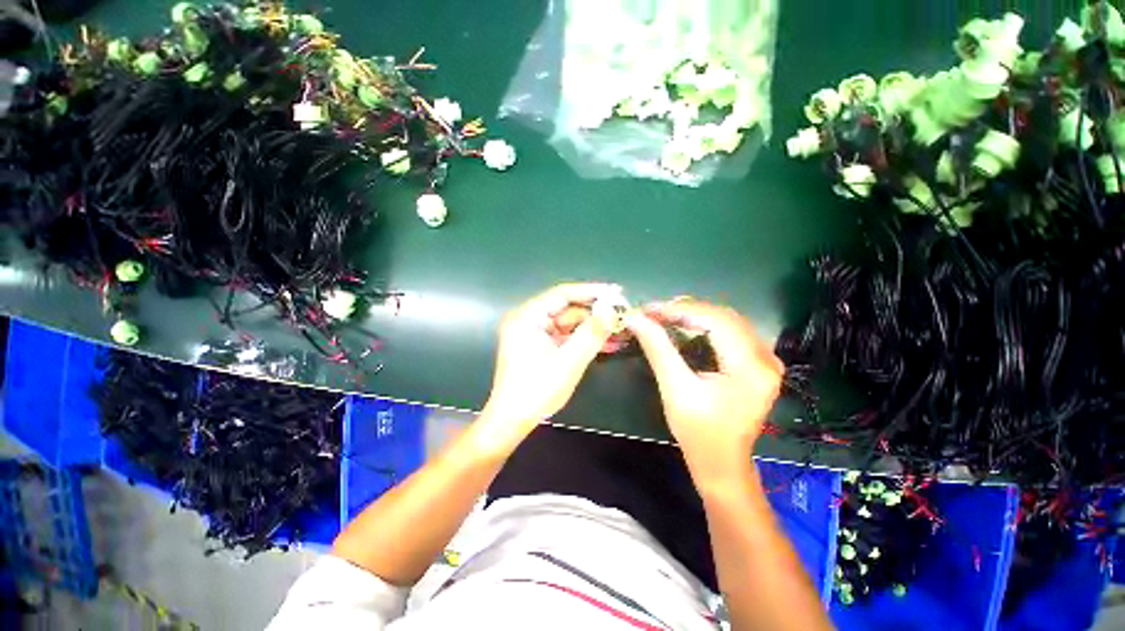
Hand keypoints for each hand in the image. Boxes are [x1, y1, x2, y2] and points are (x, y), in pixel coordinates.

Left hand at [483, 283, 621, 435]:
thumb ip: (591, 333)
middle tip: (623, 316)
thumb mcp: (568, 361)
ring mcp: (534, 333)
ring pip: (570, 324)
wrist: (513, 421)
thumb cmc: (536, 391)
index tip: (617, 293)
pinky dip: (584, 340)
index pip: (562, 294)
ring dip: (593, 329)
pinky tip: (608, 344)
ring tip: (622, 331)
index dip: (591, 291)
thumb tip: (611, 309)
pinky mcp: (541, 346)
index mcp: (527, 316)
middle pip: (567, 308)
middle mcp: (528, 319)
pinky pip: (566, 337)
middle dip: (596, 314)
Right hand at [625, 299, 782, 479]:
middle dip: (686, 310)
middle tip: (654, 312)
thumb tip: (636, 318)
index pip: (716, 320)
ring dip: (695, 315)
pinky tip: (685, 327)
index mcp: (751, 367)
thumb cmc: (698, 433)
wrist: (722, 464)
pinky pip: (731, 332)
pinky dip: (705, 325)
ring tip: (664, 316)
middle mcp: (766, 358)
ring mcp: (766, 361)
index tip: (649, 308)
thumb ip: (658, 349)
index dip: (681, 310)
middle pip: (724, 316)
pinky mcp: (759, 364)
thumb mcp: (675, 389)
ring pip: (728, 321)